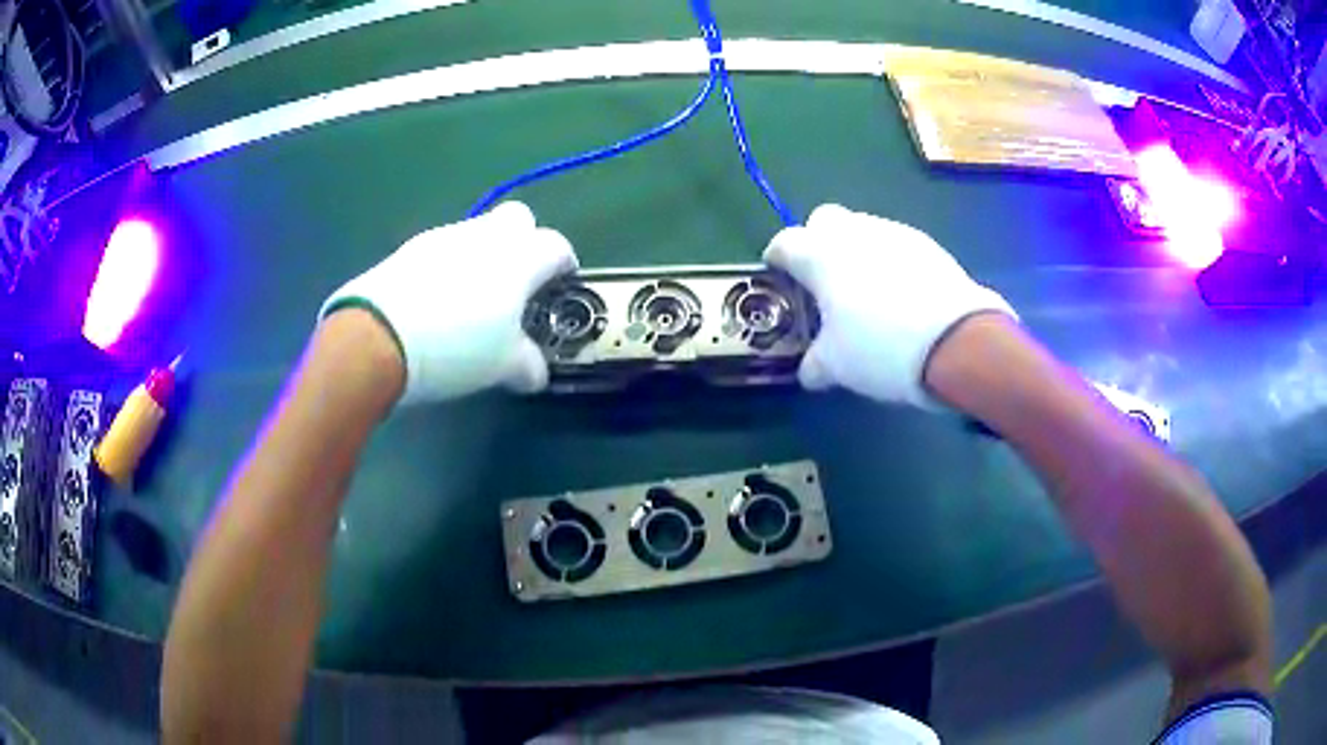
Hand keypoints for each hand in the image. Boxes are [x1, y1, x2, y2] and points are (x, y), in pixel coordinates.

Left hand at [320, 202, 577, 404]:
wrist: (379, 337)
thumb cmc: (457, 347)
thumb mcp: (503, 366)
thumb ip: (528, 364)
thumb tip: (536, 372)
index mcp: (520, 258)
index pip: (557, 246)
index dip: (564, 265)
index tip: (559, 287)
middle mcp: (486, 235)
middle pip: (519, 218)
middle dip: (524, 242)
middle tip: (516, 282)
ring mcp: (445, 236)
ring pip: (478, 231)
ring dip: (483, 254)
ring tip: (470, 298)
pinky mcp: (411, 247)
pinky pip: (443, 248)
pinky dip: (449, 266)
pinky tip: (435, 300)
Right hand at [764, 204, 1013, 407]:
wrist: (956, 341)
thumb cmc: (881, 348)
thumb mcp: (836, 366)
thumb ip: (814, 364)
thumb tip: (809, 371)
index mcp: (820, 254)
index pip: (784, 242)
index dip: (777, 259)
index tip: (779, 276)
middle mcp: (854, 232)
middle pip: (824, 219)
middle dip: (818, 241)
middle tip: (824, 279)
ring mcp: (894, 233)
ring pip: (863, 228)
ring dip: (856, 249)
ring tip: (867, 289)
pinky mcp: (927, 244)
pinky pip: (895, 243)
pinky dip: (889, 259)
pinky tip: (900, 293)